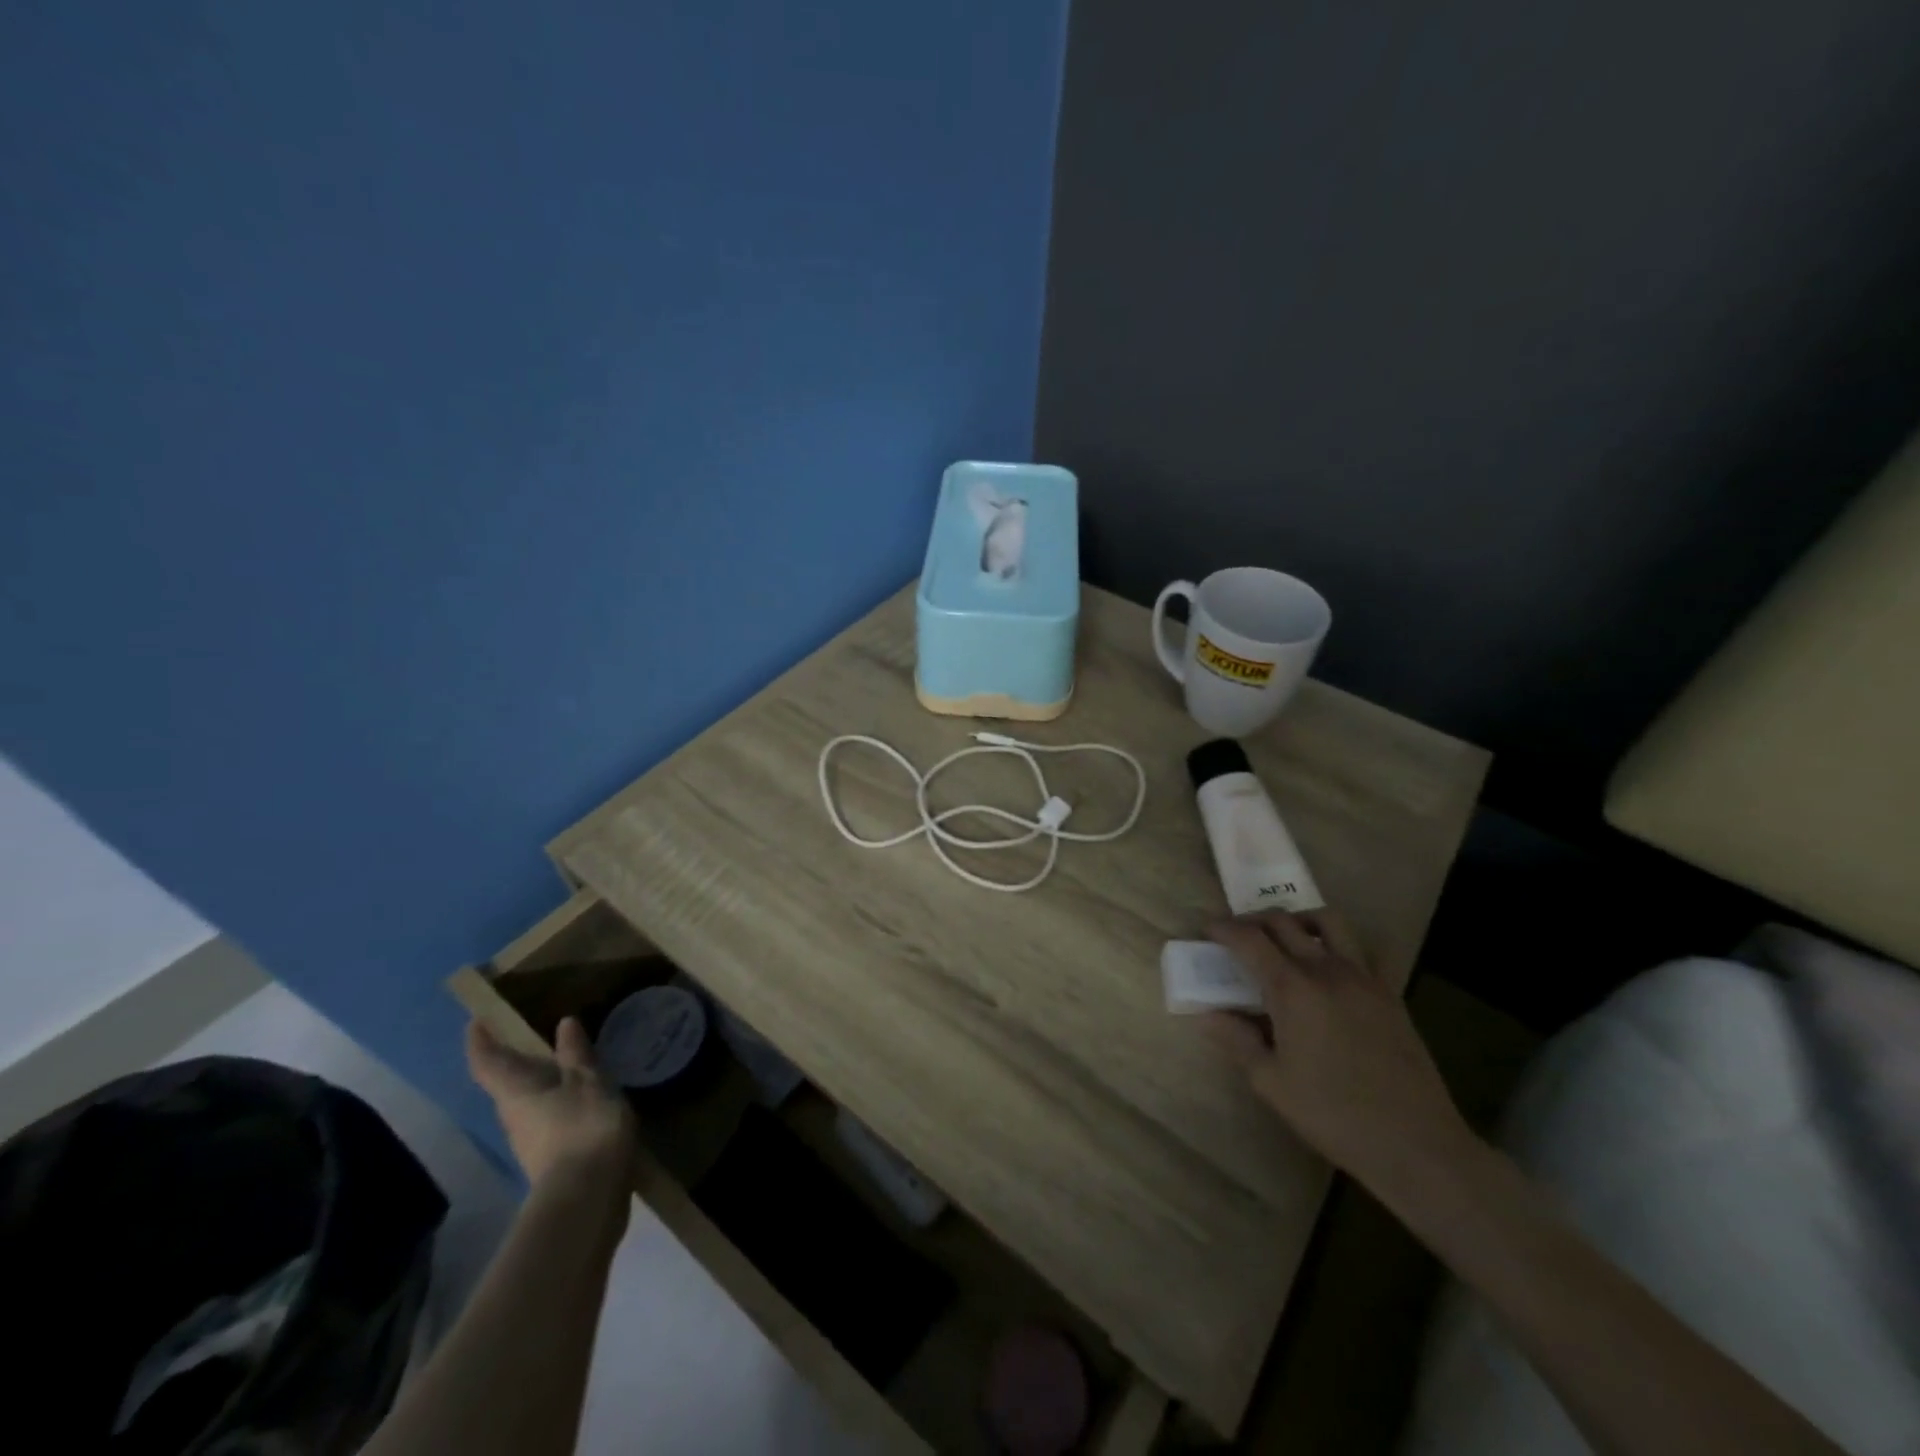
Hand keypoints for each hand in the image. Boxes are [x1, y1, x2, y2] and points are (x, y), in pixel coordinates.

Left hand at [466, 1017, 637, 1193]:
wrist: (587, 1196)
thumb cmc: (583, 1126)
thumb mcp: (589, 1081)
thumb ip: (576, 1053)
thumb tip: (563, 1023)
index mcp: (516, 1091)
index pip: (487, 1062)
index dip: (479, 1040)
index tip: (476, 1020)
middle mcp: (513, 1116)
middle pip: (505, 1084)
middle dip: (514, 1061)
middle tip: (533, 1036)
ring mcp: (529, 1141)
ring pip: (527, 1103)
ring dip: (540, 1083)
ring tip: (566, 1063)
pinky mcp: (550, 1158)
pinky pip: (548, 1119)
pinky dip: (559, 1102)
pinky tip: (583, 1097)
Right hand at [1205, 909, 1476, 1192]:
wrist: (1415, 1143)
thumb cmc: (1333, 1114)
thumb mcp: (1271, 1082)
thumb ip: (1237, 1040)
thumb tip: (1209, 1014)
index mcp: (1292, 989)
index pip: (1249, 939)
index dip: (1224, 929)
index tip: (1208, 929)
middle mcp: (1326, 970)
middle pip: (1284, 922)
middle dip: (1254, 920)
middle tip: (1237, 934)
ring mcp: (1363, 977)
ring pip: (1327, 921)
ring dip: (1298, 919)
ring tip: (1285, 938)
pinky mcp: (1388, 993)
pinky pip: (1361, 949)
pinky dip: (1337, 943)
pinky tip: (1329, 967)